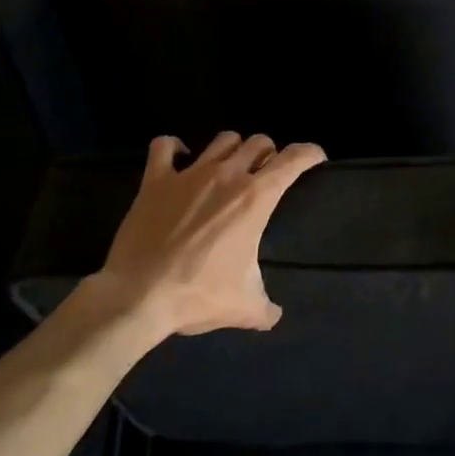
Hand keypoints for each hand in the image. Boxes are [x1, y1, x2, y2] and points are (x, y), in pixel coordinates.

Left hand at [93, 131, 325, 338]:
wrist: (138, 296)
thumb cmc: (198, 295)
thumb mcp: (244, 307)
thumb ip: (266, 308)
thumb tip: (273, 315)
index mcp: (256, 198)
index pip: (294, 159)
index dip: (310, 153)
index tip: (316, 159)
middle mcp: (227, 175)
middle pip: (258, 142)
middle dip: (268, 154)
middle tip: (265, 173)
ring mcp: (190, 174)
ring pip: (222, 140)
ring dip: (232, 150)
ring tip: (229, 167)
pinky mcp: (156, 180)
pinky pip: (165, 146)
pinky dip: (174, 148)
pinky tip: (179, 159)